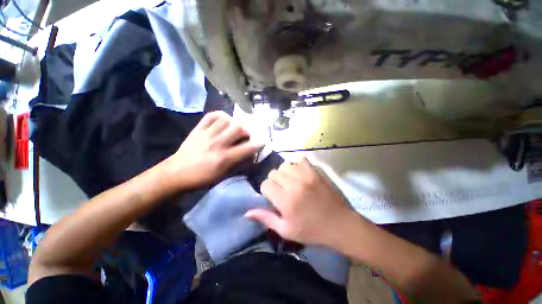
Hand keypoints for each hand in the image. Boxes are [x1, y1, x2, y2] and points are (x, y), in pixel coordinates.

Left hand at [164, 111, 259, 188]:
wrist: (175, 174)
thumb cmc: (201, 178)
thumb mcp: (222, 176)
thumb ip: (237, 164)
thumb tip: (249, 155)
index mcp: (224, 158)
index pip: (247, 148)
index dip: (258, 144)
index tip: (263, 141)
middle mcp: (217, 144)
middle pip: (238, 128)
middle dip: (246, 131)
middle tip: (246, 135)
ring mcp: (206, 134)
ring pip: (226, 120)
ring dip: (234, 123)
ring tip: (234, 129)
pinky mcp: (197, 129)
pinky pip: (211, 116)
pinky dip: (220, 115)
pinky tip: (223, 120)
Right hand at [246, 158, 354, 244]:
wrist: (339, 224)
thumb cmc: (312, 230)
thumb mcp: (286, 230)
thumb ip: (266, 218)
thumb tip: (247, 212)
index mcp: (285, 201)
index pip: (265, 184)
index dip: (267, 191)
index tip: (273, 197)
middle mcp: (294, 184)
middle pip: (273, 173)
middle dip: (274, 182)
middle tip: (282, 191)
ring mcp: (305, 175)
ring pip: (284, 165)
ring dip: (284, 173)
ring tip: (290, 182)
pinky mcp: (315, 171)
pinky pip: (299, 160)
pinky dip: (296, 165)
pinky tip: (299, 174)